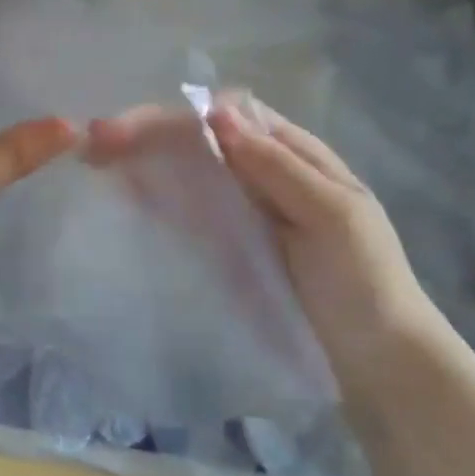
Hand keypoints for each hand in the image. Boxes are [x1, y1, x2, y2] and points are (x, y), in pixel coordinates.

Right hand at [88, 93, 437, 347]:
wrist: (378, 361)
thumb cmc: (364, 281)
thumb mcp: (332, 215)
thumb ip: (277, 166)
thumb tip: (215, 114)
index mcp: (294, 154)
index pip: (230, 114)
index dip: (180, 114)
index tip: (134, 127)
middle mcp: (263, 171)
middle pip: (200, 137)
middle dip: (148, 132)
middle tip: (95, 142)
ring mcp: (243, 208)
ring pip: (188, 169)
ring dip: (144, 158)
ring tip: (96, 160)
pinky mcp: (229, 243)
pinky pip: (189, 208)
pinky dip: (156, 194)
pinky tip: (126, 192)